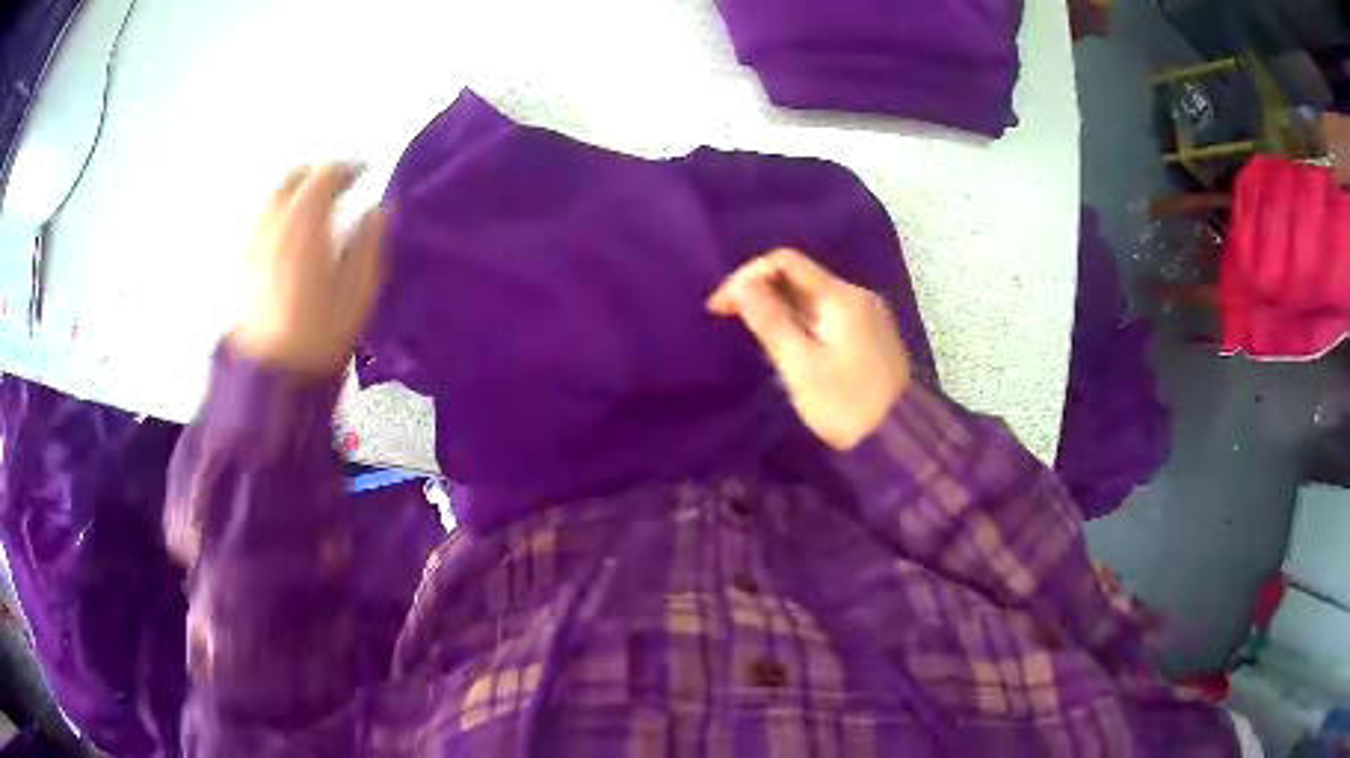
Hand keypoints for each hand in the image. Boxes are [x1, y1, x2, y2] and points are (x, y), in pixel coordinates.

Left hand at [232, 163, 385, 375]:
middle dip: (318, 176)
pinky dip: (278, 213)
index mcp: (306, 223)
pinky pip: (261, 220)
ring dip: (296, 193)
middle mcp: (276, 222)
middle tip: (338, 188)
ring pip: (274, 196)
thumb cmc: (320, 333)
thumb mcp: (359, 290)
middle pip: (295, 178)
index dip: (350, 169)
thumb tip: (378, 212)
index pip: (327, 174)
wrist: (272, 374)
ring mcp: (255, 240)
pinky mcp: (244, 261)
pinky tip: (289, 233)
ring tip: (313, 208)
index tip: (365, 175)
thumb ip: (369, 242)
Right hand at [708, 248, 909, 449]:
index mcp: (840, 297)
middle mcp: (858, 296)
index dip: (747, 276)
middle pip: (800, 277)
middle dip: (761, 292)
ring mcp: (868, 316)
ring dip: (780, 308)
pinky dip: (801, 322)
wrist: (896, 441)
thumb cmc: (843, 405)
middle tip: (731, 322)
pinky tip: (789, 347)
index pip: (785, 261)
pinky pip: (828, 316)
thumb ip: (770, 320)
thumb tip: (741, 284)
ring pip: (813, 298)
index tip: (720, 308)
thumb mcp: (800, 366)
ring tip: (755, 337)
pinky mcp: (871, 336)